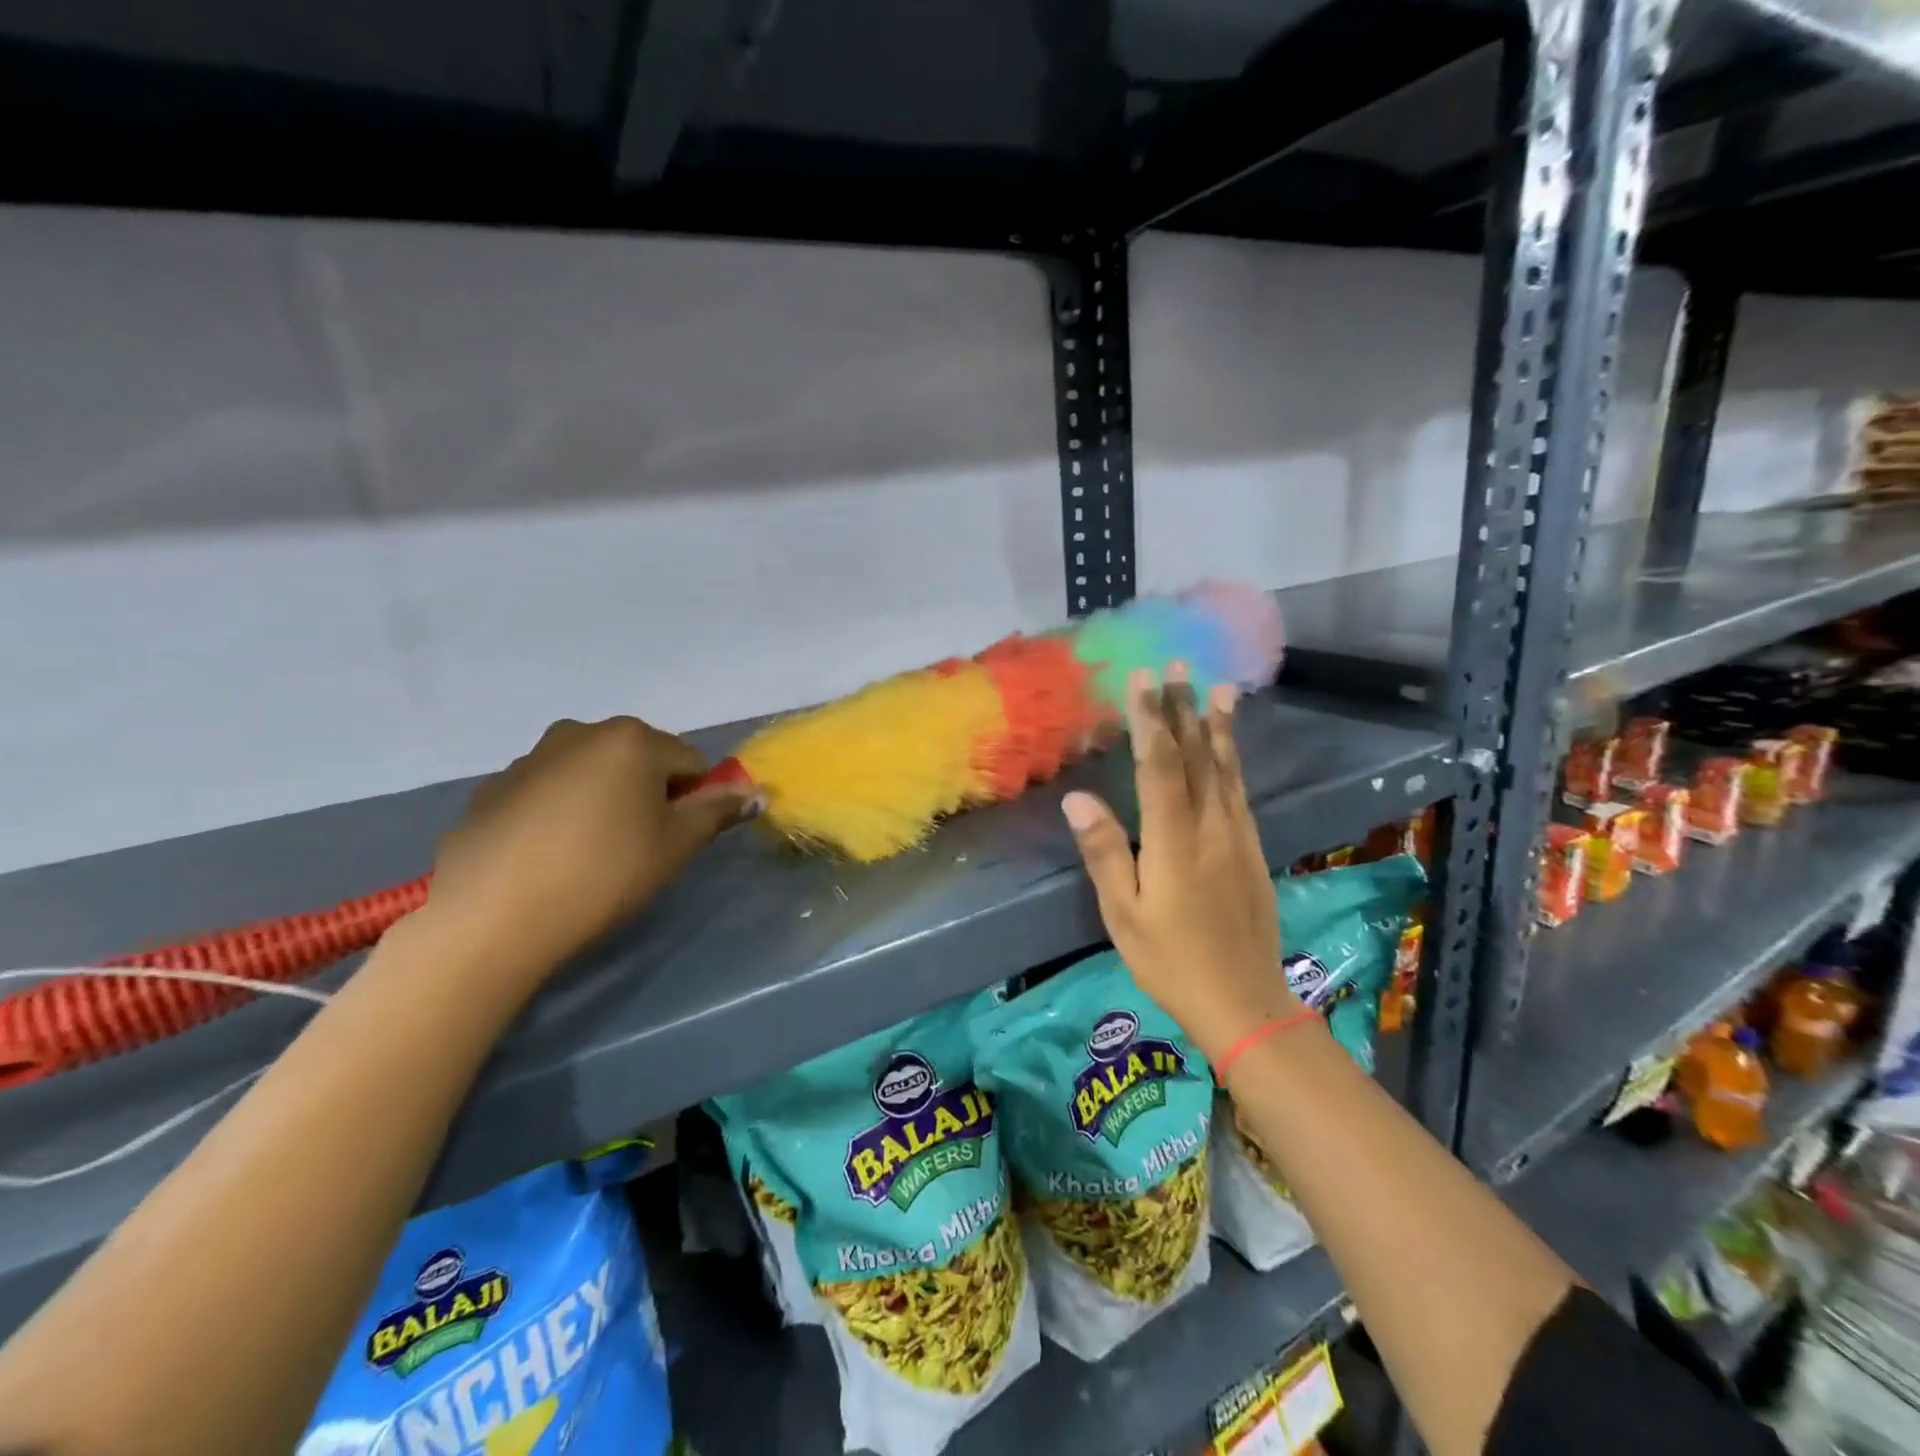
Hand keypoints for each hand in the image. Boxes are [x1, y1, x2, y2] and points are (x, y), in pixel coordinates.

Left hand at [425, 717, 757, 985]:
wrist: (492, 917)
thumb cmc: (604, 873)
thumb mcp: (676, 845)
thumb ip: (719, 811)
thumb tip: (759, 792)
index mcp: (632, 739)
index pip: (691, 762)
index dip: (695, 800)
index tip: (677, 839)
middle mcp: (581, 732)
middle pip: (639, 760)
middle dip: (649, 794)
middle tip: (638, 847)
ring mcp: (530, 758)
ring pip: (591, 774)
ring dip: (603, 801)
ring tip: (589, 855)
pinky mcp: (491, 788)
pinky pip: (547, 792)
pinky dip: (559, 813)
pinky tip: (548, 858)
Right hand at [1061, 665, 1295, 1065]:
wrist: (1244, 1001)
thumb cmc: (1172, 960)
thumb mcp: (1124, 915)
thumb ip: (1105, 852)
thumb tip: (1078, 799)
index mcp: (1175, 841)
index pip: (1160, 767)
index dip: (1150, 720)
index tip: (1142, 679)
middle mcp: (1211, 827)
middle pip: (1198, 757)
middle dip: (1184, 708)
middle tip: (1178, 665)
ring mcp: (1237, 837)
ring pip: (1226, 770)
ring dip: (1217, 726)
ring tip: (1218, 688)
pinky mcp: (1252, 850)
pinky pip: (1240, 791)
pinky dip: (1233, 760)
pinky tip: (1230, 748)